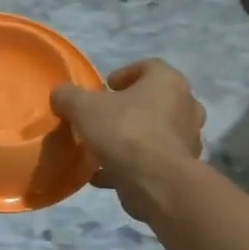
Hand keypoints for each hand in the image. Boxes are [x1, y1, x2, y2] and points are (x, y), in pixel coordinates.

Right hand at [50, 59, 205, 221]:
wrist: (155, 182)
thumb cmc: (124, 131)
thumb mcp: (82, 107)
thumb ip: (68, 96)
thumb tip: (60, 95)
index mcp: (168, 82)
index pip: (149, 66)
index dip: (124, 74)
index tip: (105, 88)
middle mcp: (186, 106)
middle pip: (155, 100)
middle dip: (129, 107)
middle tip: (105, 116)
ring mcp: (187, 138)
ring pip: (155, 131)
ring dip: (131, 137)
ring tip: (102, 148)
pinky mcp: (182, 167)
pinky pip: (153, 159)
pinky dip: (131, 164)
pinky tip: (103, 174)